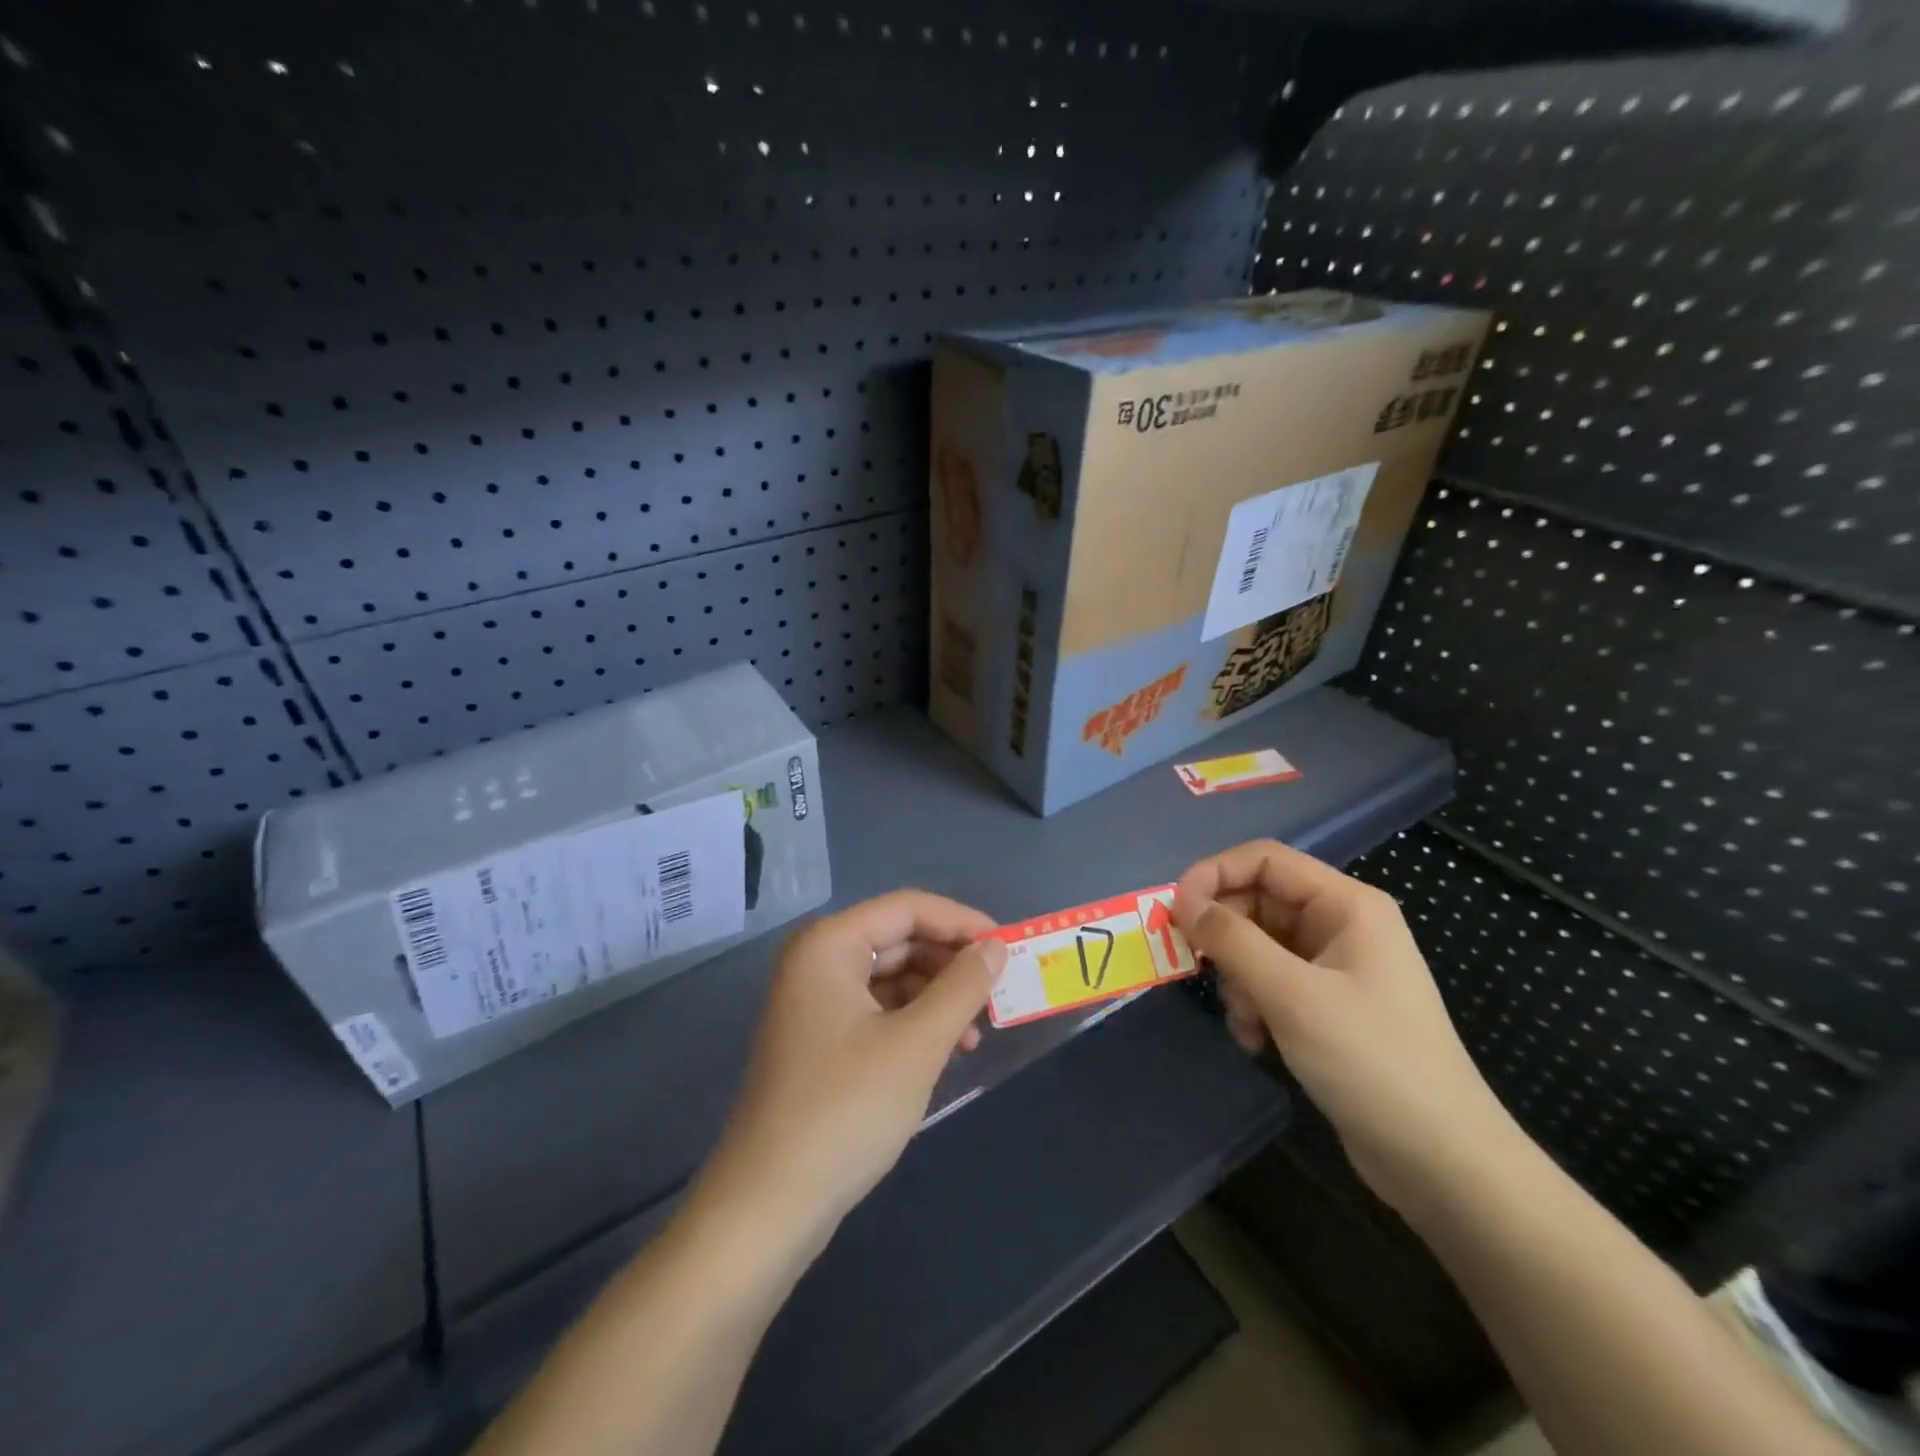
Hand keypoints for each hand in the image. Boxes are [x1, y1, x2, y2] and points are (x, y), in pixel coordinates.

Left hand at [695, 891, 1006, 1255]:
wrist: (769, 1206)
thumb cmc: (845, 1111)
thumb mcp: (917, 1044)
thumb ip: (962, 987)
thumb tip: (996, 947)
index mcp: (829, 945)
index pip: (908, 908)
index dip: (961, 922)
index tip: (1008, 947)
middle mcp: (817, 961)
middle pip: (899, 939)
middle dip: (951, 964)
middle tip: (998, 992)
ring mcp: (815, 1001)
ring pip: (891, 977)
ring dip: (938, 997)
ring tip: (976, 1034)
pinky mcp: (820, 1039)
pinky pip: (877, 1009)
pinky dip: (914, 1022)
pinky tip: (946, 1051)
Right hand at [1174, 841, 1517, 1213]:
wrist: (1443, 1163)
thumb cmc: (1372, 1062)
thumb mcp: (1292, 995)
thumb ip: (1232, 940)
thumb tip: (1183, 902)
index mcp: (1346, 905)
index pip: (1265, 860)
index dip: (1214, 874)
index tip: (1173, 909)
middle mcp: (1340, 925)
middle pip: (1257, 901)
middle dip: (1224, 936)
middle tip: (1197, 970)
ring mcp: (1334, 966)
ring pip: (1257, 945)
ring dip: (1237, 978)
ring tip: (1243, 1021)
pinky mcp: (1326, 1005)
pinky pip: (1270, 981)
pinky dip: (1252, 1003)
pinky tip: (1255, 1040)